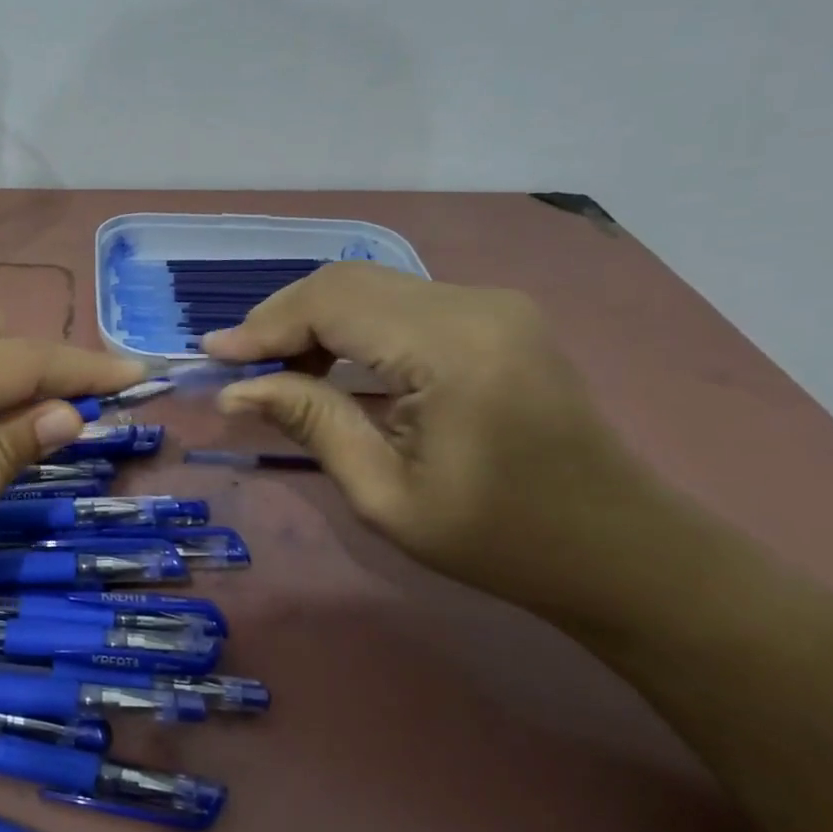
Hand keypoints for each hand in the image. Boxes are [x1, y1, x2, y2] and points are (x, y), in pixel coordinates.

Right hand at [202, 264, 658, 616]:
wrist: (619, 550)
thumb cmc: (501, 540)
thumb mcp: (386, 497)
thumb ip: (312, 424)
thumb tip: (236, 391)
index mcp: (453, 349)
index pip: (332, 303)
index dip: (264, 326)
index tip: (212, 358)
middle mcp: (475, 305)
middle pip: (347, 281)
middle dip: (281, 319)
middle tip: (239, 367)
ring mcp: (491, 304)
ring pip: (369, 286)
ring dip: (311, 320)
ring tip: (275, 372)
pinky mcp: (494, 317)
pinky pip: (398, 303)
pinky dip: (348, 325)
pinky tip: (326, 363)